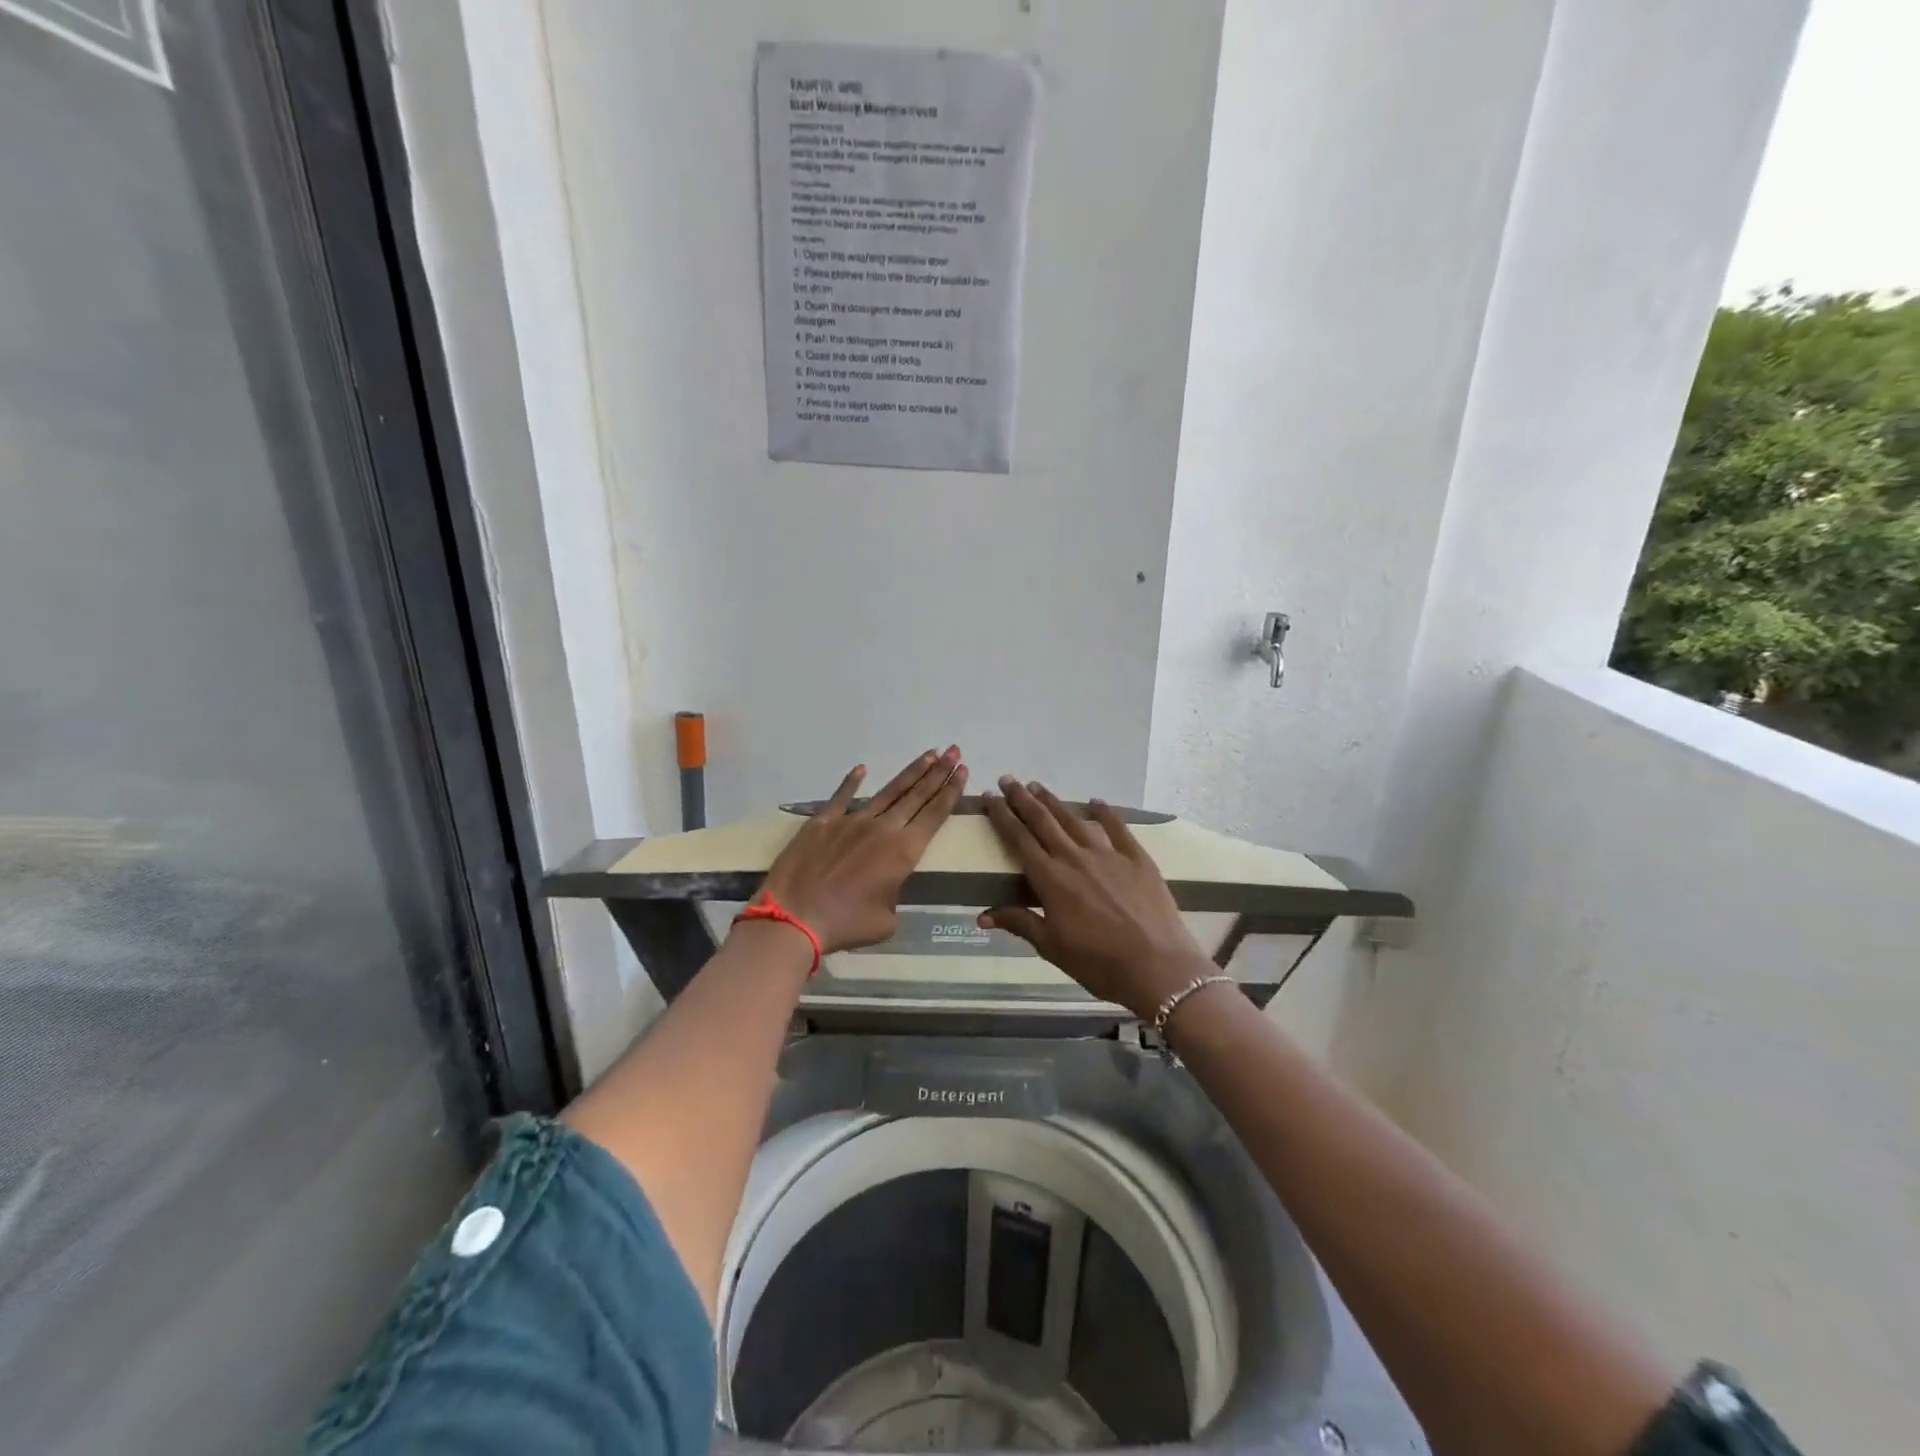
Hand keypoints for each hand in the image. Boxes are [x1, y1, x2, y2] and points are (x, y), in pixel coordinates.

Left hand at [757, 747, 967, 952]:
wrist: (794, 918)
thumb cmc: (846, 924)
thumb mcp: (886, 921)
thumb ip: (893, 896)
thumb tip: (885, 887)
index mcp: (903, 852)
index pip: (934, 814)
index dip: (950, 792)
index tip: (963, 771)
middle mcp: (882, 828)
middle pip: (916, 795)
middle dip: (938, 772)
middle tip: (953, 750)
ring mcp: (851, 821)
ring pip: (887, 792)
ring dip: (910, 773)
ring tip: (928, 755)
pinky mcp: (822, 822)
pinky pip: (841, 797)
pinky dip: (852, 782)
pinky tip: (862, 769)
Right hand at [979, 778, 1209, 1018]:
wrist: (1157, 967)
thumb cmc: (1098, 963)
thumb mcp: (1052, 947)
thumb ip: (1019, 923)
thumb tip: (981, 916)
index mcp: (1051, 879)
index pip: (1019, 839)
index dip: (1002, 816)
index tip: (990, 796)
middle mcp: (1075, 858)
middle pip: (1043, 821)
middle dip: (1022, 799)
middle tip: (1008, 779)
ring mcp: (1108, 855)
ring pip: (1074, 820)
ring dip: (1054, 801)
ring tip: (1038, 786)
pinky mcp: (1137, 858)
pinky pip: (1117, 828)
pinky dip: (1105, 812)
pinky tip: (1095, 801)